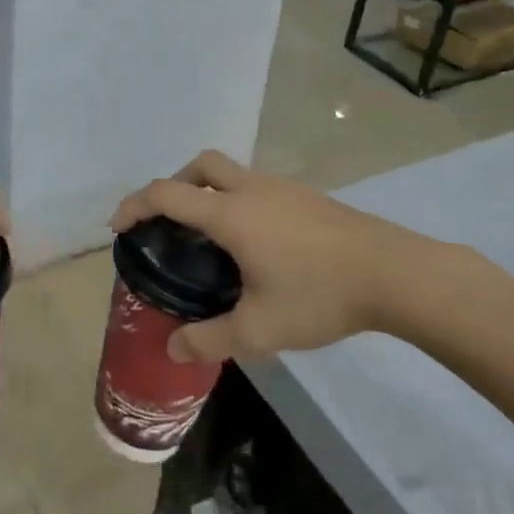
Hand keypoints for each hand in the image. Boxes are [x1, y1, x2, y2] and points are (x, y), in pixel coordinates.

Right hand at [109, 150, 478, 364]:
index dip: (135, 205)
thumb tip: (173, 347)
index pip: (167, 193)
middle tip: (170, 223)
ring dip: (209, 193)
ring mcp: (283, 188)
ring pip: (232, 173)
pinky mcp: (307, 197)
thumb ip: (209, 339)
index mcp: (231, 213)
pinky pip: (257, 187)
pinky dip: (238, 201)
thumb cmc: (319, 295)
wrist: (394, 273)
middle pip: (201, 166)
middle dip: (175, 186)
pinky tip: (255, 244)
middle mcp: (252, 189)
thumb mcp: (259, 330)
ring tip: (211, 240)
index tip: (119, 227)